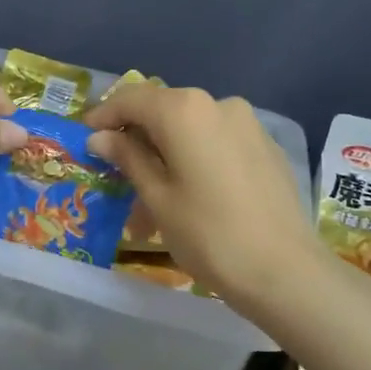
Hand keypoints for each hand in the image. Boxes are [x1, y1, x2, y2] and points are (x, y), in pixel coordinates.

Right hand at [84, 84, 328, 315]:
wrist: (285, 271)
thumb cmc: (208, 234)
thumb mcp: (157, 197)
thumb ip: (128, 158)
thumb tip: (101, 136)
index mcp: (184, 110)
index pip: (132, 99)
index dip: (104, 115)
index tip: (85, 136)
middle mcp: (217, 104)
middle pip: (163, 111)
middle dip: (136, 139)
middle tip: (115, 172)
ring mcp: (247, 124)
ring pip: (191, 130)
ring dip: (166, 156)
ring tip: (152, 201)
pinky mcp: (266, 147)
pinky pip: (218, 144)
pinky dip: (195, 161)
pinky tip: (190, 197)